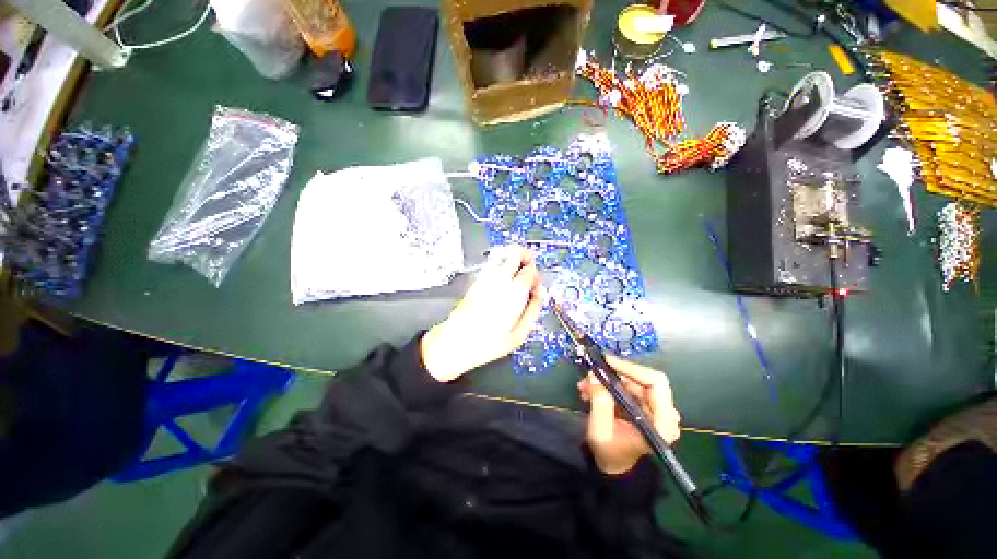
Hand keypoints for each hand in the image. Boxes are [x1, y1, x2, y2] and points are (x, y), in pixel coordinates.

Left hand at [421, 246, 544, 381]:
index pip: (530, 270)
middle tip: (529, 269)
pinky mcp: (476, 280)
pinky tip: (503, 274)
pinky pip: (492, 262)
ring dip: (513, 257)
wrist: (456, 342)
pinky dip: (500, 261)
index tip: (536, 286)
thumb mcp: (519, 334)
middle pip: (517, 252)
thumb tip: (540, 293)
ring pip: (503, 253)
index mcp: (513, 293)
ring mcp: (486, 278)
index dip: (537, 275)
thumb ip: (533, 310)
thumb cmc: (487, 343)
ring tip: (517, 269)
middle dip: (527, 257)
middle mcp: (499, 280)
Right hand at [578, 356, 680, 474]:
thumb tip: (595, 374)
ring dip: (608, 380)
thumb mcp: (600, 430)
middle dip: (615, 374)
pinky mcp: (645, 406)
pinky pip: (628, 387)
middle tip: (592, 373)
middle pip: (643, 380)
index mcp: (662, 423)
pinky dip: (609, 385)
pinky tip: (591, 390)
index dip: (631, 368)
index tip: (607, 362)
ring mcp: (656, 409)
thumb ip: (599, 402)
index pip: (655, 383)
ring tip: (585, 386)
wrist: (613, 467)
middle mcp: (665, 413)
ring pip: (633, 381)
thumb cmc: (609, 453)